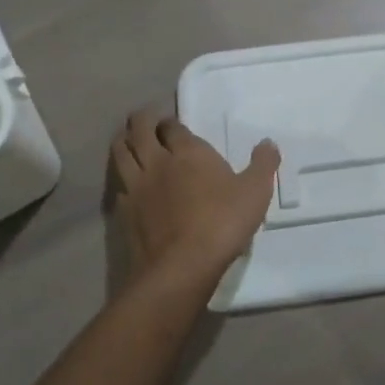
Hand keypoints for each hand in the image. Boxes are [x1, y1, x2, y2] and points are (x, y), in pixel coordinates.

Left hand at [110, 109, 279, 293]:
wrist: (182, 266)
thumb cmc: (222, 222)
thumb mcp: (255, 191)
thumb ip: (263, 164)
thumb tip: (268, 143)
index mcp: (188, 152)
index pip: (172, 126)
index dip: (171, 121)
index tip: (173, 122)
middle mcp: (157, 162)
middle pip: (139, 131)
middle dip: (141, 120)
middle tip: (146, 119)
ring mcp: (136, 187)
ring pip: (120, 153)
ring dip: (123, 141)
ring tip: (127, 139)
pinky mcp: (123, 212)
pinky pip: (117, 185)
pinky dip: (120, 177)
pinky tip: (126, 183)